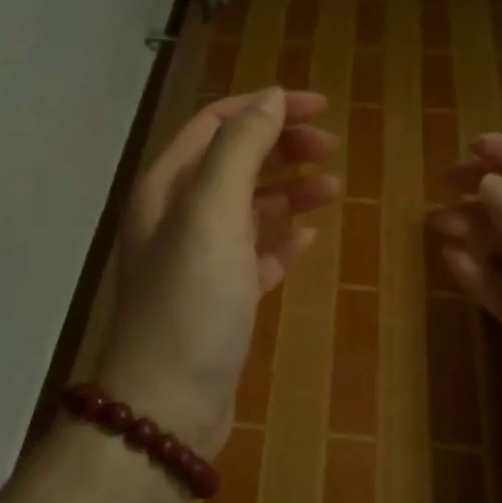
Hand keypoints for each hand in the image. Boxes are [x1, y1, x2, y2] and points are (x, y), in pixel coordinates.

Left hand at [97, 88, 340, 456]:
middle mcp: (177, 218)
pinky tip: (311, 239)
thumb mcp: (212, 212)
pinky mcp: (220, 301)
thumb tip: (271, 97)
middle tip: (332, 148)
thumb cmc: (190, 301)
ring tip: (334, 189)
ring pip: (248, 210)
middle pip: (234, 163)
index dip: (266, 108)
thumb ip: (240, 148)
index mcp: (167, 188)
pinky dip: (282, 242)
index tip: (321, 107)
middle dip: (282, 147)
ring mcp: (198, 262)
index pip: (215, 124)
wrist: (168, 406)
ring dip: (289, 192)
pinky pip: (255, 257)